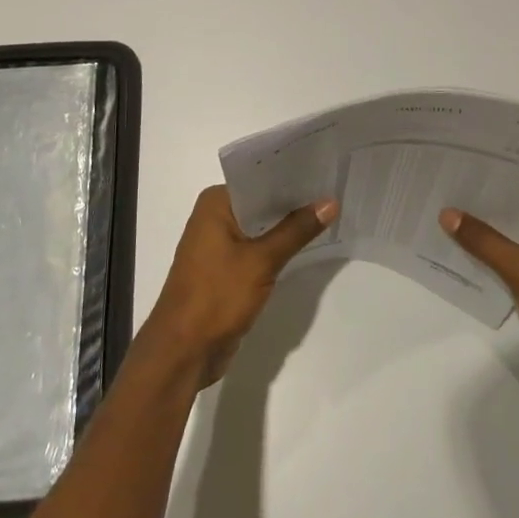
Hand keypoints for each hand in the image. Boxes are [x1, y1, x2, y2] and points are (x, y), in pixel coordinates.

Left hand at [143, 186, 337, 386]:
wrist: (183, 351)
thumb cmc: (216, 296)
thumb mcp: (262, 261)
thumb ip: (296, 230)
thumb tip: (330, 201)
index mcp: (215, 204)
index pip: (258, 178)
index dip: (291, 174)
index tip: (324, 167)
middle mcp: (214, 217)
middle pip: (261, 202)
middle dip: (294, 200)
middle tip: (335, 189)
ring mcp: (219, 244)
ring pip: (261, 227)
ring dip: (289, 225)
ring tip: (331, 211)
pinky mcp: (227, 269)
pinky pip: (258, 248)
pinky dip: (279, 246)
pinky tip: (309, 243)